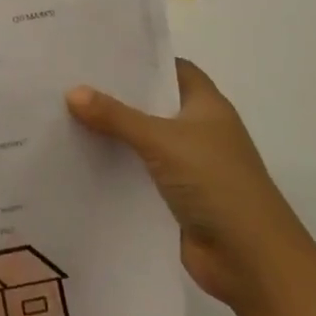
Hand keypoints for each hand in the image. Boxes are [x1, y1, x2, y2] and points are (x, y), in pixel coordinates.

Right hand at [67, 61, 315, 313]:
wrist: (252, 262)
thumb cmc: (217, 185)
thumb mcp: (162, 141)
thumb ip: (116, 116)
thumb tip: (72, 91)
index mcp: (207, 107)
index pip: (173, 69)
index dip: (142, 60)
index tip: (99, 53)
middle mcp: (199, 131)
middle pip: (152, 103)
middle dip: (116, 94)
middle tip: (69, 79)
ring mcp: (188, 166)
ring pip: (142, 139)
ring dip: (112, 132)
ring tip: (63, 113)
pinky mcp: (175, 197)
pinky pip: (138, 172)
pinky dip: (115, 166)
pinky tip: (79, 158)